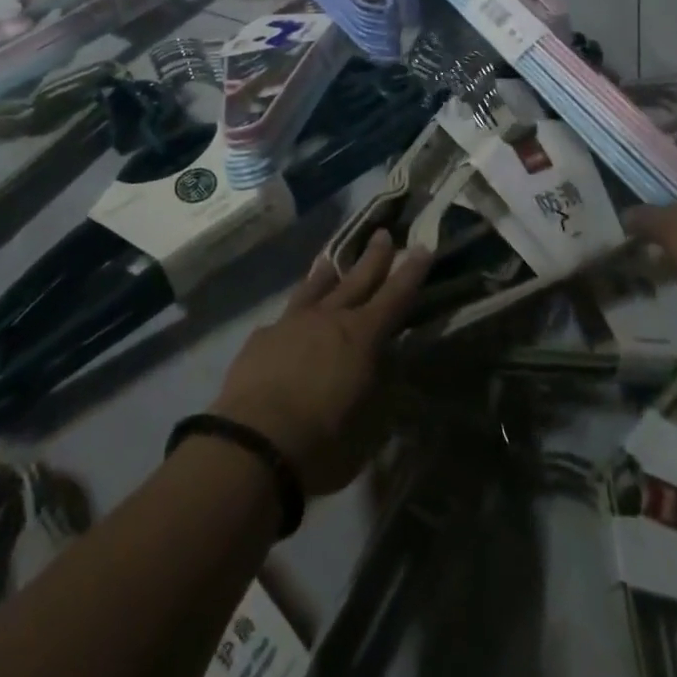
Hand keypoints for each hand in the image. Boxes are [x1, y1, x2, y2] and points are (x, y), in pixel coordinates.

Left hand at [209, 231, 430, 497]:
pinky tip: (288, 320)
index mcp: (361, 336)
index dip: (410, 273)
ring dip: (326, 273)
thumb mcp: (370, 425)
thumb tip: (388, 367)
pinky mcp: (262, 338)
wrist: (255, 442)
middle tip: (383, 233)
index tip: (421, 247)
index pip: (394, 297)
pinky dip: (294, 314)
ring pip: (314, 289)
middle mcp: (328, 319)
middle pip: (356, 280)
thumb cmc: (324, 441)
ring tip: (330, 260)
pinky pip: (283, 317)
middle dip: (373, 257)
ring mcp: (291, 324)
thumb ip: (381, 389)